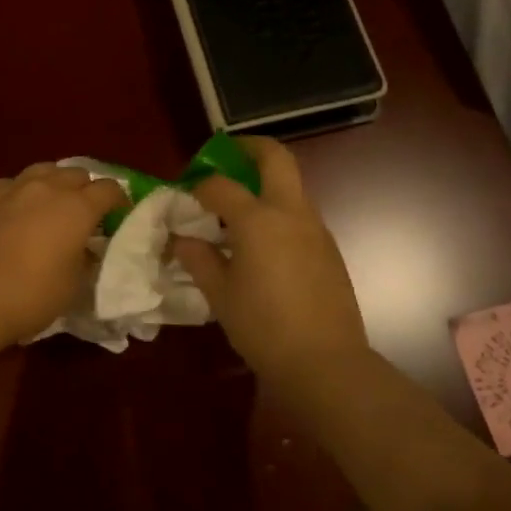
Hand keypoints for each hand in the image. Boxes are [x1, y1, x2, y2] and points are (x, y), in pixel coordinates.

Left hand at [0, 163, 126, 354]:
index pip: (109, 189)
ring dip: (54, 183)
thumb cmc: (31, 297)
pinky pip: (11, 184)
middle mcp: (47, 188)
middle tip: (84, 213)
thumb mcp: (74, 283)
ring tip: (50, 204)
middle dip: (86, 189)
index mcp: (77, 208)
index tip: (118, 216)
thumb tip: (84, 246)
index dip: (118, 201)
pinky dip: (21, 192)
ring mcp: (12, 187)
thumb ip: (85, 256)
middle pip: (76, 174)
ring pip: (43, 170)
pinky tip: (15, 210)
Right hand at [172, 137, 369, 389]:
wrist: (325, 362)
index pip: (220, 185)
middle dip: (249, 148)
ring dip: (266, 184)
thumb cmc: (263, 327)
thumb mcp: (220, 294)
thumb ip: (199, 259)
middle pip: (275, 158)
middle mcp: (291, 213)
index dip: (199, 186)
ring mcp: (316, 229)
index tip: (186, 195)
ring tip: (238, 211)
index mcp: (258, 220)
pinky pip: (300, 215)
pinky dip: (278, 213)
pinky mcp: (329, 249)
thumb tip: (181, 239)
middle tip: (226, 156)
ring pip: (291, 186)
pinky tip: (262, 245)